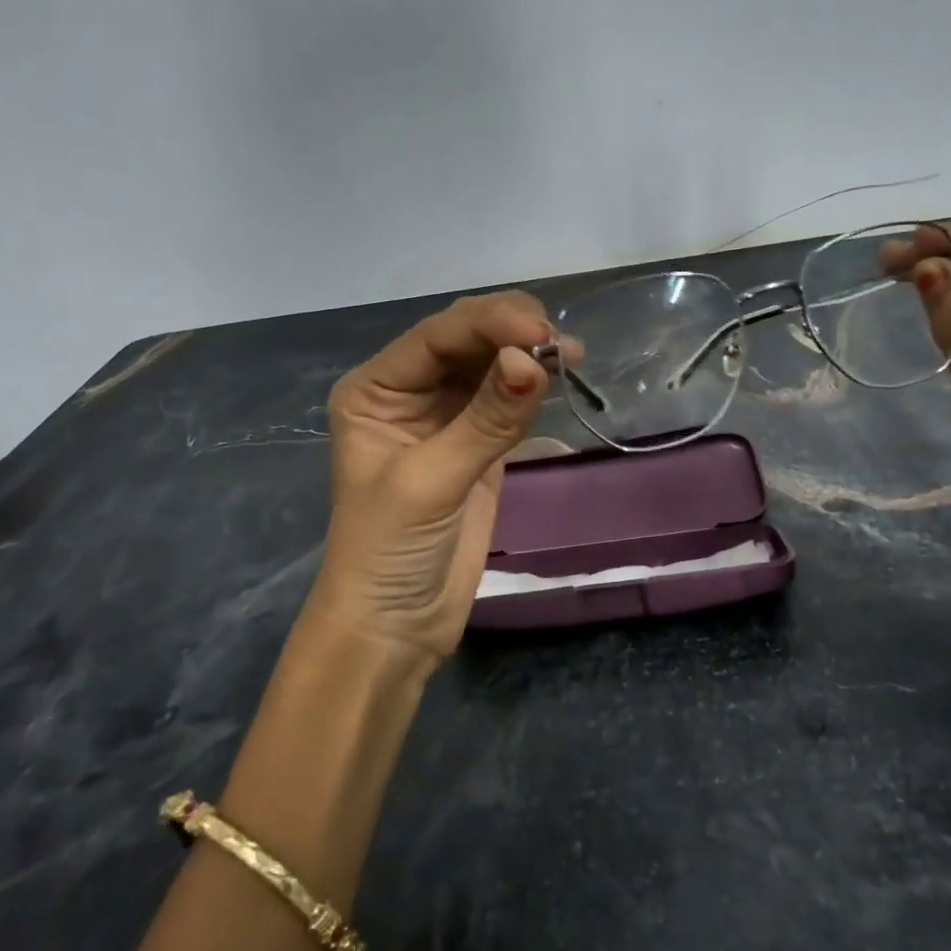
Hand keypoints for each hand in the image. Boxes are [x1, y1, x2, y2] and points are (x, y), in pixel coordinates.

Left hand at [309, 292, 550, 663]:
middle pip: (466, 339)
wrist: (394, 626)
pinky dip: (534, 386)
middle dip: (512, 332)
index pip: (436, 336)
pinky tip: (560, 377)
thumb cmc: (389, 551)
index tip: (542, 332)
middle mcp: (409, 390)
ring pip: (492, 363)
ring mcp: (447, 414)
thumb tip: (535, 360)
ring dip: (530, 353)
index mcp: (376, 388)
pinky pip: (509, 399)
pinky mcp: (479, 442)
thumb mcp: (430, 481)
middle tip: (563, 344)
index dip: (490, 323)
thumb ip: (485, 420)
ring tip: (573, 355)